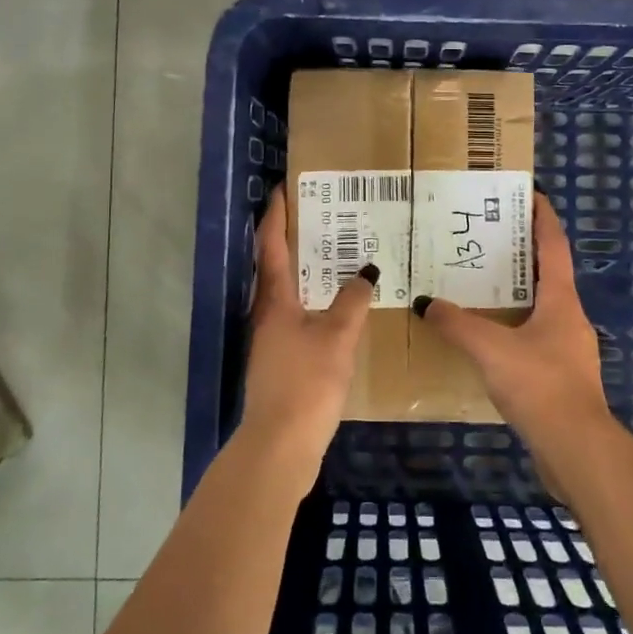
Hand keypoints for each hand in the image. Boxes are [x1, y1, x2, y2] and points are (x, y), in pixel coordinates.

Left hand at [237, 184, 374, 483]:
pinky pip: (296, 316)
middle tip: (320, 216)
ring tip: (333, 255)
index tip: (282, 189)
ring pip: (286, 292)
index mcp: (274, 300)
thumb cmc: (307, 382)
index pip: (272, 246)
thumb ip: (352, 302)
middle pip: (275, 266)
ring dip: (304, 271)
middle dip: (293, 239)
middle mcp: (266, 313)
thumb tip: (366, 272)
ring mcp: (271, 339)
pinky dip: (312, 300)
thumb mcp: (337, 337)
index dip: (276, 216)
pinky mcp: (280, 360)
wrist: (281, 444)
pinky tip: (335, 306)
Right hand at [415, 192, 615, 463]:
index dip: (543, 217)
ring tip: (481, 283)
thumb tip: (427, 304)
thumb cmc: (541, 386)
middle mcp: (570, 318)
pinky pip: (534, 337)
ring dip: (517, 291)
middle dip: (522, 253)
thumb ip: (457, 324)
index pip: (554, 246)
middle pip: (548, 274)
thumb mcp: (492, 349)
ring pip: (540, 307)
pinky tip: (488, 337)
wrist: (577, 450)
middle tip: (488, 237)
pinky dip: (513, 326)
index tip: (530, 193)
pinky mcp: (561, 376)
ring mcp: (568, 349)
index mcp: (561, 301)